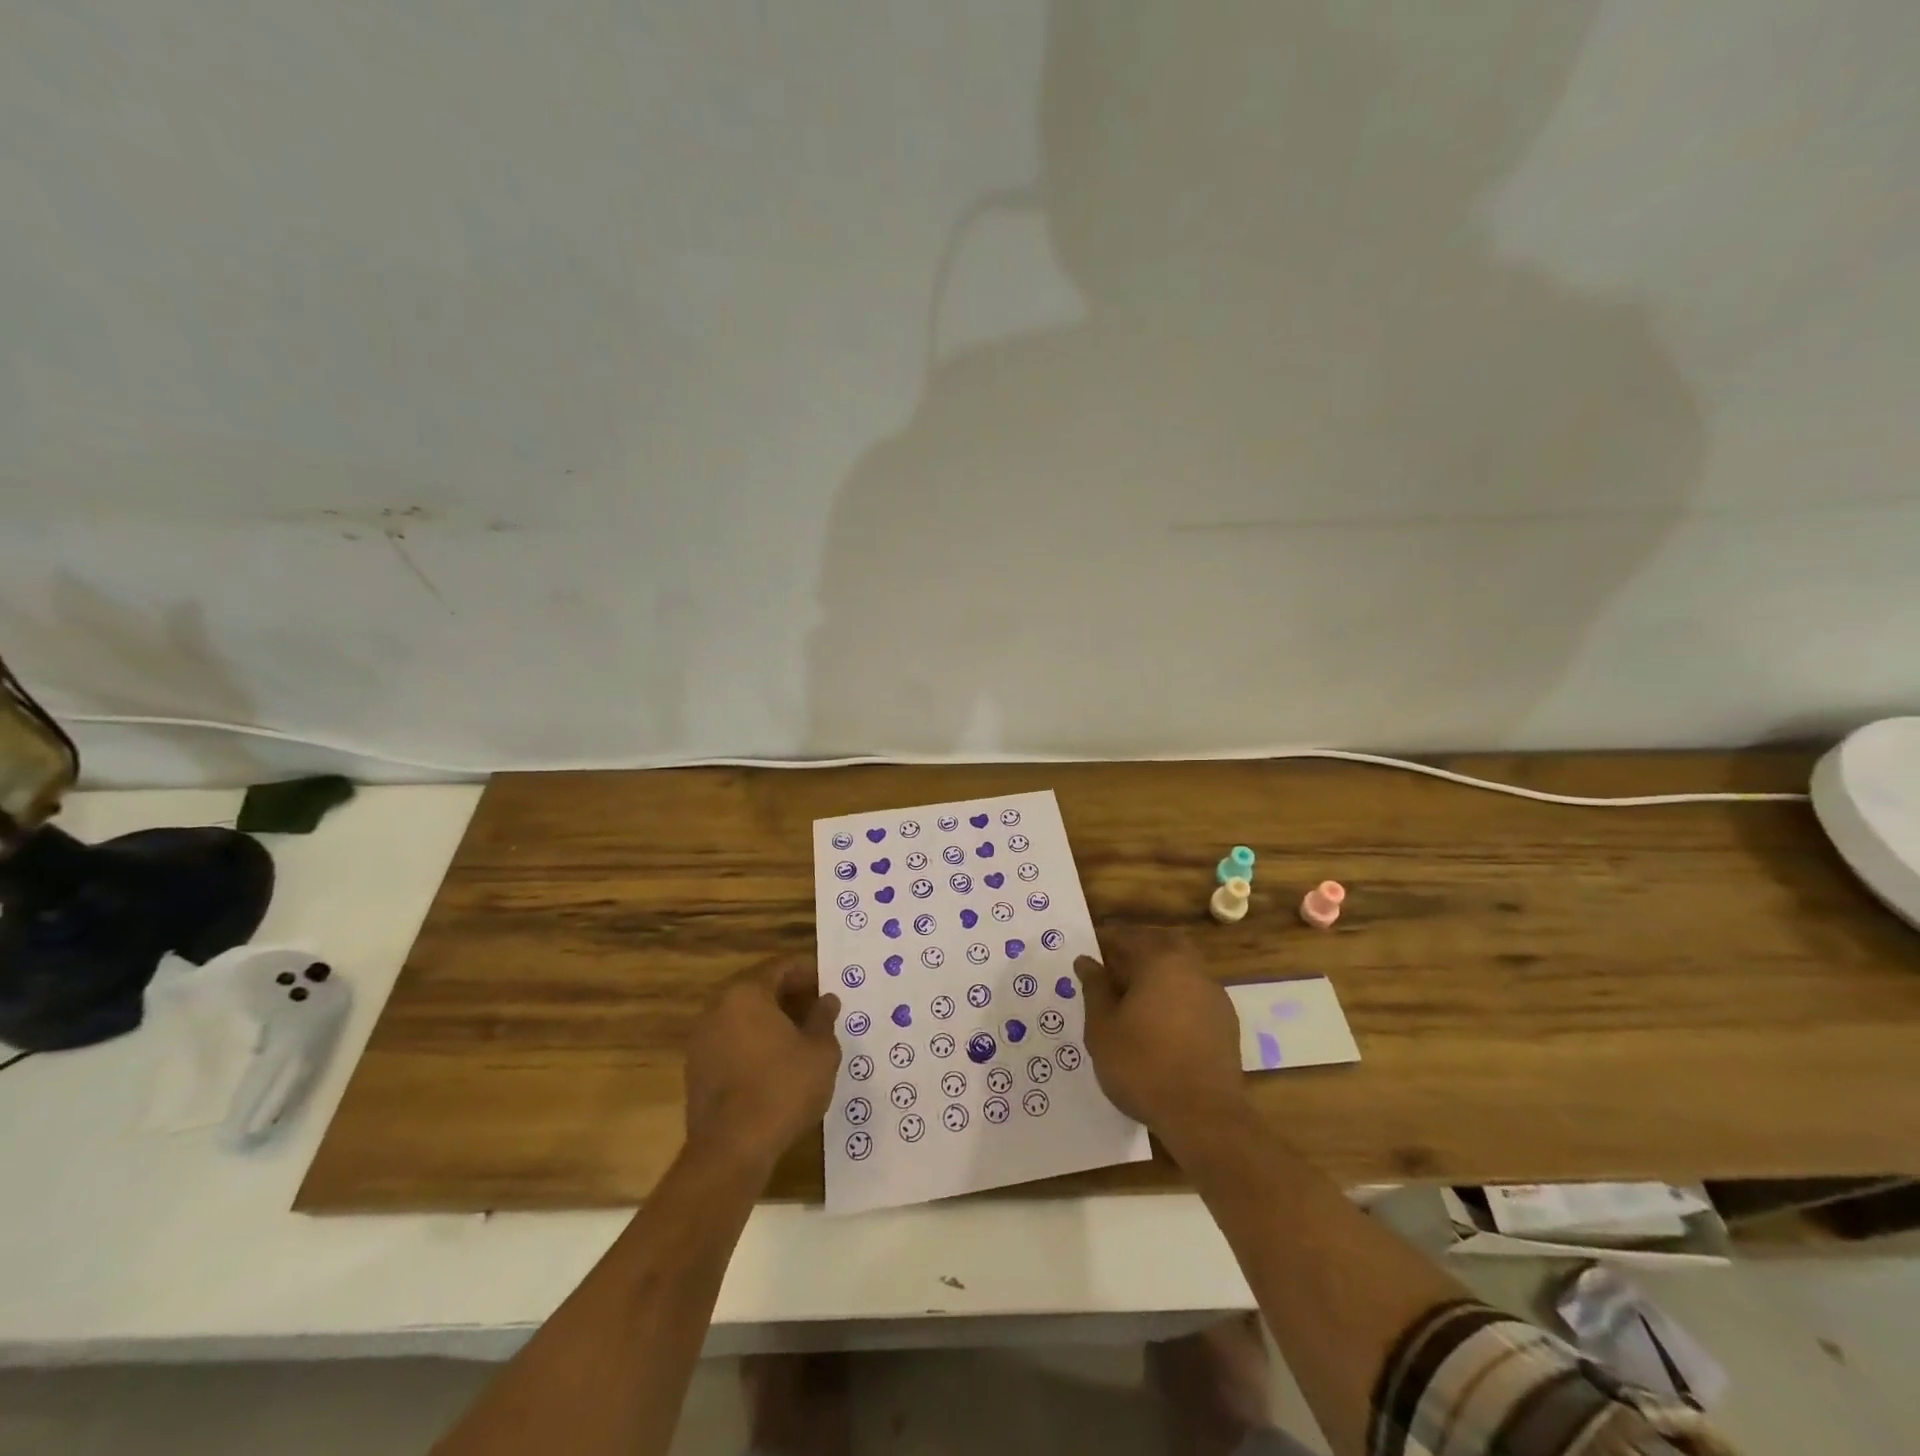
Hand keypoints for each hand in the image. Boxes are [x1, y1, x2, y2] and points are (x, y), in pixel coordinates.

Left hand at [684, 958, 841, 1171]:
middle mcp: (717, 1007)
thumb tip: (827, 1000)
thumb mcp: (820, 1051)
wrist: (731, 1149)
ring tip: (800, 1034)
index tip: (827, 982)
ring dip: (769, 1019)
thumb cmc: (783, 1088)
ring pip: (742, 1016)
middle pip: (758, 988)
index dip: (807, 971)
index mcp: (746, 993)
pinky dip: (753, 1041)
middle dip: (788, 994)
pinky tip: (775, 1061)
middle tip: (817, 1007)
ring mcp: (701, 1039)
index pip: (780, 967)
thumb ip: (824, 1018)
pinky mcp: (696, 1068)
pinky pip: (731, 1040)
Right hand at [1078, 929, 1246, 1138]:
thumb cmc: (1142, 1066)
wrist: (1204, 1116)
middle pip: (1161, 944)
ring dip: (1159, 973)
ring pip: (1182, 968)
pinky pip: (1194, 994)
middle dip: (1137, 949)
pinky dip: (1176, 996)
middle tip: (1113, 970)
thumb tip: (1087, 962)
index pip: (1127, 938)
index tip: (1089, 958)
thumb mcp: (1102, 1028)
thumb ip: (1094, 989)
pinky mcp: (1226, 1022)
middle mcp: (1191, 969)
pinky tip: (1162, 1022)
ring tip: (1135, 999)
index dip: (1104, 944)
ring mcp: (1214, 995)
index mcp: (1159, 961)